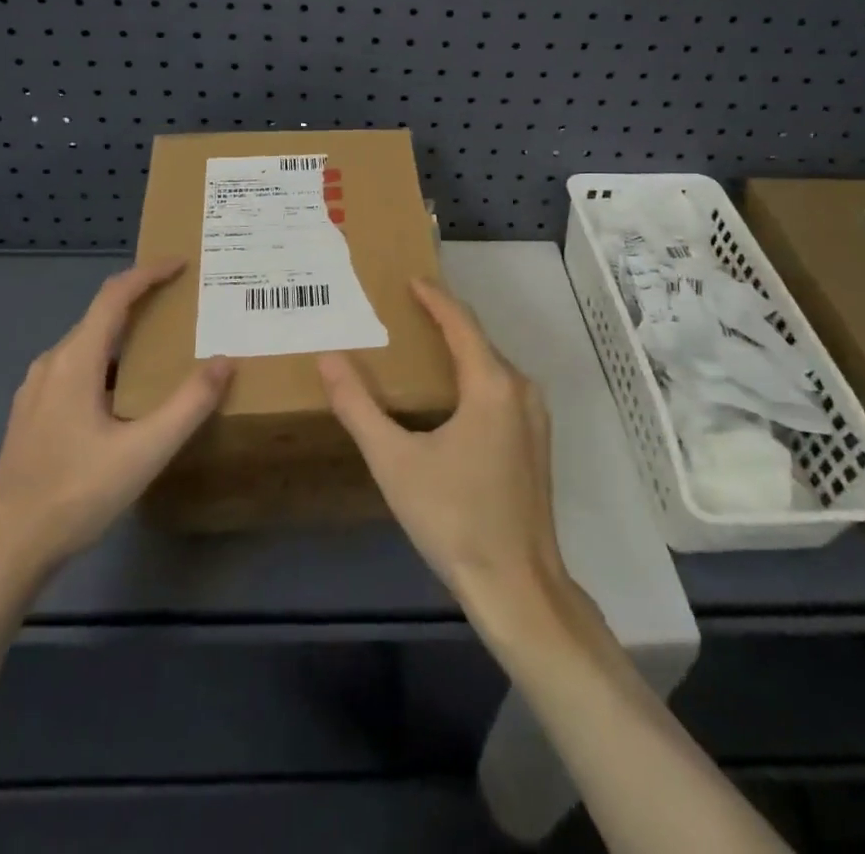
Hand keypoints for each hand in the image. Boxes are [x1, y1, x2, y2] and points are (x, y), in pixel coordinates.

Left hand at [0, 259, 234, 591]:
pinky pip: (77, 368)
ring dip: (125, 333)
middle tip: (183, 304)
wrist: (5, 548)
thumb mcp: (145, 451)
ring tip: (162, 344)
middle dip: (142, 301)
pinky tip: (127, 391)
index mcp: (75, 361)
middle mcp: (52, 364)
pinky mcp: (33, 414)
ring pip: (87, 344)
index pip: (114, 296)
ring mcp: (36, 390)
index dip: (148, 274)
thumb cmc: (76, 493)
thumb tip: (224, 361)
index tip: (181, 264)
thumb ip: (189, 404)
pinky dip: (109, 360)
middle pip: (100, 315)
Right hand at [318, 278, 582, 645]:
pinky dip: (473, 377)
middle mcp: (520, 390)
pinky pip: (501, 390)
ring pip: (491, 366)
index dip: (434, 297)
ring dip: (459, 350)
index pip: (460, 322)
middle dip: (444, 320)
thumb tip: (328, 359)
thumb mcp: (395, 461)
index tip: (409, 279)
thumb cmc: (454, 518)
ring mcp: (534, 417)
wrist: (518, 586)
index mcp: (491, 385)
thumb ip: (358, 407)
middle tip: (404, 311)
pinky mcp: (535, 441)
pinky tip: (448, 395)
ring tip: (420, 346)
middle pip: (478, 340)